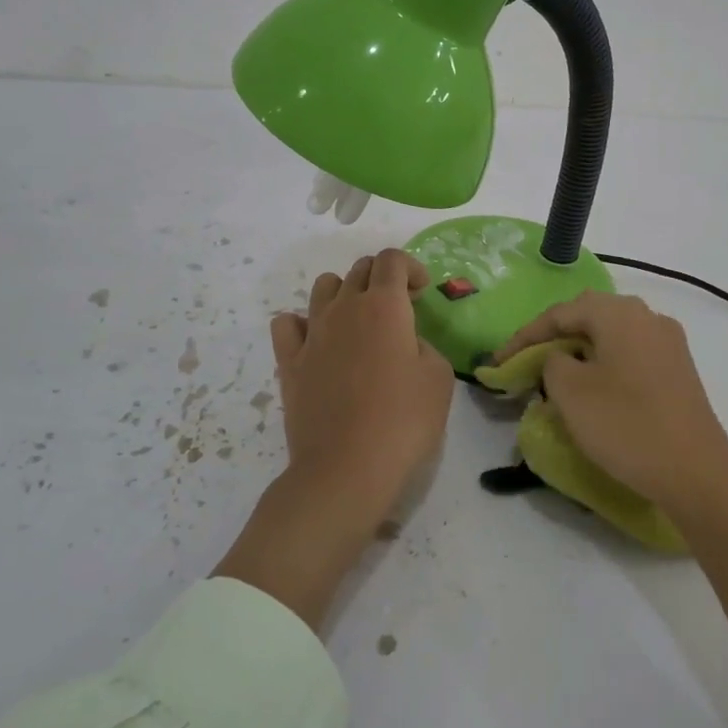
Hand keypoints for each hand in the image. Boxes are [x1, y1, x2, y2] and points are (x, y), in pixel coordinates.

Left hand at [271, 248, 453, 512]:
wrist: (346, 468)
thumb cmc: (403, 421)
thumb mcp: (439, 378)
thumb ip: (424, 346)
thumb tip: (405, 344)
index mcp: (384, 306)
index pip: (392, 260)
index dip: (412, 267)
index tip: (423, 293)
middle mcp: (344, 308)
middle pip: (359, 269)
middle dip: (382, 278)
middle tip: (399, 310)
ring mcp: (312, 334)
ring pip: (323, 288)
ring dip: (344, 293)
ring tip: (358, 323)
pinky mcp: (289, 362)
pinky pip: (287, 324)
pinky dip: (302, 324)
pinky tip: (317, 342)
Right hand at [500, 291, 727, 727]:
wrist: (697, 475)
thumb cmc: (626, 426)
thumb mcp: (570, 392)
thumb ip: (551, 362)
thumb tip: (559, 358)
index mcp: (620, 313)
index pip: (559, 313)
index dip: (522, 337)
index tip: (496, 364)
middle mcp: (647, 317)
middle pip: (587, 318)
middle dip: (551, 339)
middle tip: (524, 365)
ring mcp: (668, 344)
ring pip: (610, 337)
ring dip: (578, 353)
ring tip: (553, 379)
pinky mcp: (679, 371)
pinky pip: (630, 356)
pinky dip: (603, 366)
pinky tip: (592, 392)